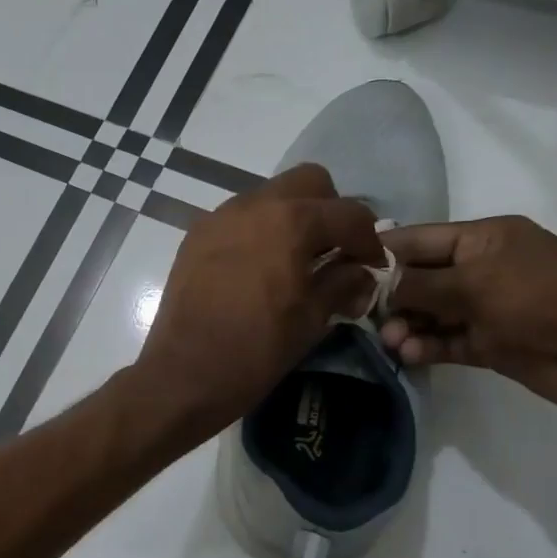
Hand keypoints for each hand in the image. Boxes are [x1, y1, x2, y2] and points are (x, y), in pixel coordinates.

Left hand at [138, 164, 382, 436]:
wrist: (184, 374)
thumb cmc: (256, 350)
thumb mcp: (312, 319)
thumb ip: (343, 283)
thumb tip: (360, 273)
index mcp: (290, 221)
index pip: (348, 213)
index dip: (369, 241)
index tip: (372, 267)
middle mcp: (252, 205)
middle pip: (307, 183)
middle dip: (329, 211)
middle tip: (334, 252)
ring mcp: (218, 218)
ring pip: (269, 196)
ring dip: (291, 218)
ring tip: (295, 262)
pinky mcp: (195, 237)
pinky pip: (238, 218)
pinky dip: (258, 231)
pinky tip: (259, 270)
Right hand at [376, 215, 556, 421]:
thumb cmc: (538, 298)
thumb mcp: (473, 282)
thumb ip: (419, 284)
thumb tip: (377, 285)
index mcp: (484, 238)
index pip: (420, 239)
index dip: (383, 252)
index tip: (345, 268)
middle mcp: (482, 268)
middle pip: (422, 278)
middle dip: (392, 296)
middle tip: (363, 316)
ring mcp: (487, 307)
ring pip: (431, 313)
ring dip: (407, 326)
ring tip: (391, 342)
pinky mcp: (491, 342)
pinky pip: (447, 340)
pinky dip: (427, 346)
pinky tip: (409, 355)